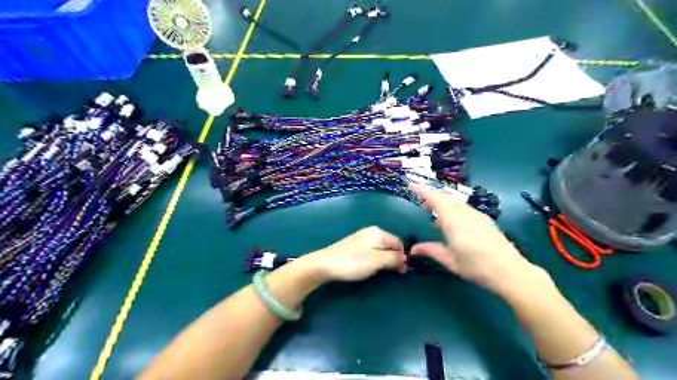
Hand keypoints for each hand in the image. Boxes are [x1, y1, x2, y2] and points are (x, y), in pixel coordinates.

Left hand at [303, 225, 406, 282]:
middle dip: (392, 259)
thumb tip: (406, 257)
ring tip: (377, 271)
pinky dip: (374, 260)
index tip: (401, 272)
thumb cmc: (353, 262)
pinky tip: (367, 267)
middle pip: (390, 245)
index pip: (399, 243)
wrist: (325, 264)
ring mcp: (362, 238)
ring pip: (381, 250)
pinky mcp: (355, 246)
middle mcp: (372, 232)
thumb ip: (393, 258)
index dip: (402, 257)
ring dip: (383, 261)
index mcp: (379, 233)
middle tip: (390, 274)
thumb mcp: (377, 261)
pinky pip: (372, 252)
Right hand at [410, 184, 543, 292]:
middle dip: (432, 198)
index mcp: (453, 220)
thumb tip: (413, 249)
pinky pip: (464, 209)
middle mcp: (465, 213)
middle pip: (445, 198)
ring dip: (444, 206)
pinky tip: (454, 226)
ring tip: (437, 221)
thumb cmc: (476, 266)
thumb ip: (431, 250)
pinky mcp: (485, 220)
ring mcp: (477, 215)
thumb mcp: (450, 260)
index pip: (435, 198)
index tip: (411, 185)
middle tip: (423, 208)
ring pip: (456, 203)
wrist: (509, 271)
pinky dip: (454, 211)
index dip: (422, 190)